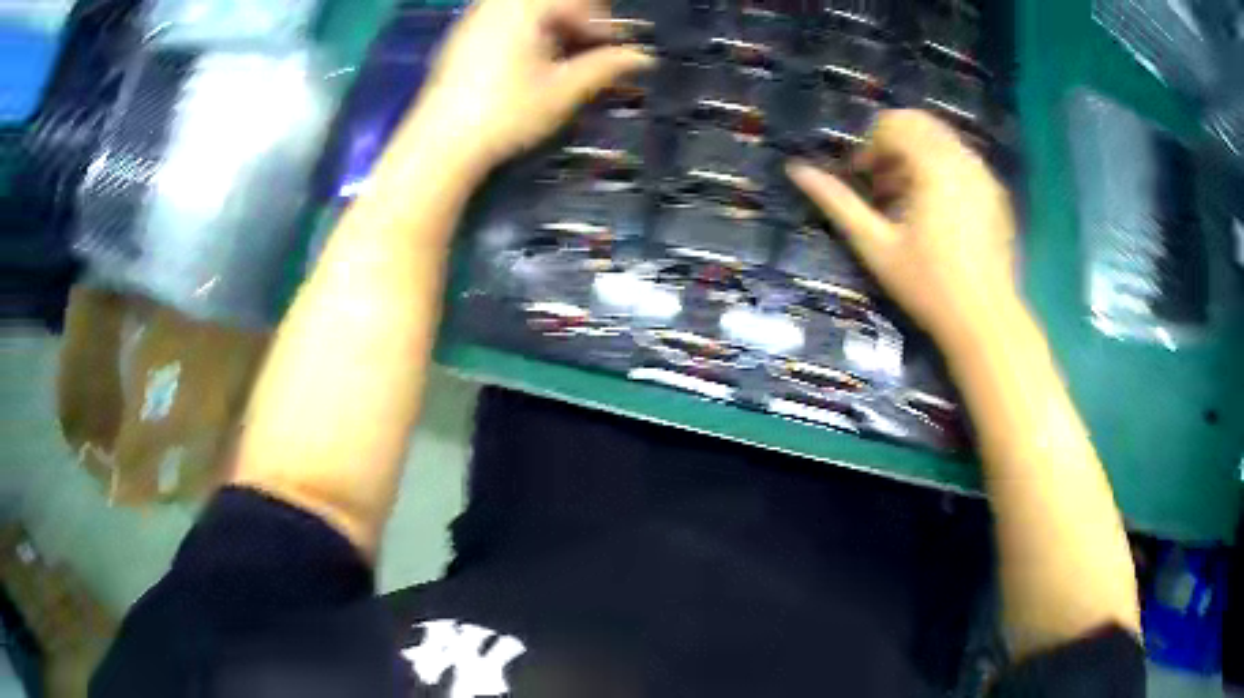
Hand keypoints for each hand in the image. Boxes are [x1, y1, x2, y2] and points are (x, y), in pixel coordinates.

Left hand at [411, 0, 654, 173]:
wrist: (440, 143)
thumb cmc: (506, 112)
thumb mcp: (563, 90)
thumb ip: (606, 66)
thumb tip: (643, 57)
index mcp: (525, 7)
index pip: (578, 1)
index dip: (603, 23)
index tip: (615, 48)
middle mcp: (497, 5)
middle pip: (552, 3)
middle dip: (578, 22)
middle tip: (591, 51)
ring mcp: (474, 19)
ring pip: (526, 11)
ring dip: (553, 27)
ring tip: (563, 59)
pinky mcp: (461, 38)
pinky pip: (503, 20)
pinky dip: (527, 33)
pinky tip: (530, 63)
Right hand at [787, 110, 1018, 345]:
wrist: (985, 322)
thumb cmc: (928, 286)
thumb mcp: (876, 246)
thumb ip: (838, 202)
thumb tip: (796, 170)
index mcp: (934, 165)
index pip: (894, 125)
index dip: (870, 146)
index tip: (863, 179)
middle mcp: (963, 159)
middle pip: (920, 123)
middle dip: (894, 145)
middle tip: (883, 185)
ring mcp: (985, 176)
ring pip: (943, 140)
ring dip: (917, 157)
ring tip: (907, 201)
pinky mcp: (998, 194)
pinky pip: (964, 161)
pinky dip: (942, 170)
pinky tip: (936, 211)